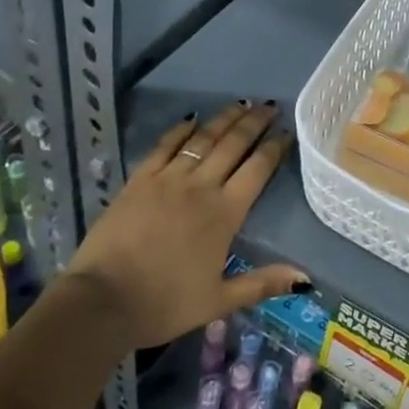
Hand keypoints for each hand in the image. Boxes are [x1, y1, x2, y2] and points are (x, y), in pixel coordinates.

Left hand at [63, 102, 307, 347]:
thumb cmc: (165, 304)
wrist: (103, 301)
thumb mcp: (219, 301)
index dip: (274, 148)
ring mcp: (168, 179)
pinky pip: (165, 146)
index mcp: (225, 214)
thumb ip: (262, 283)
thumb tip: (305, 278)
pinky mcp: (139, 179)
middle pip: (233, 145)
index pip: (257, 170)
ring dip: (224, 119)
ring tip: (241, 105)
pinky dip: (180, 130)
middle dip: (254, 123)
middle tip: (269, 106)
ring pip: (203, 139)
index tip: (287, 132)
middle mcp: (201, 187)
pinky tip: (191, 119)